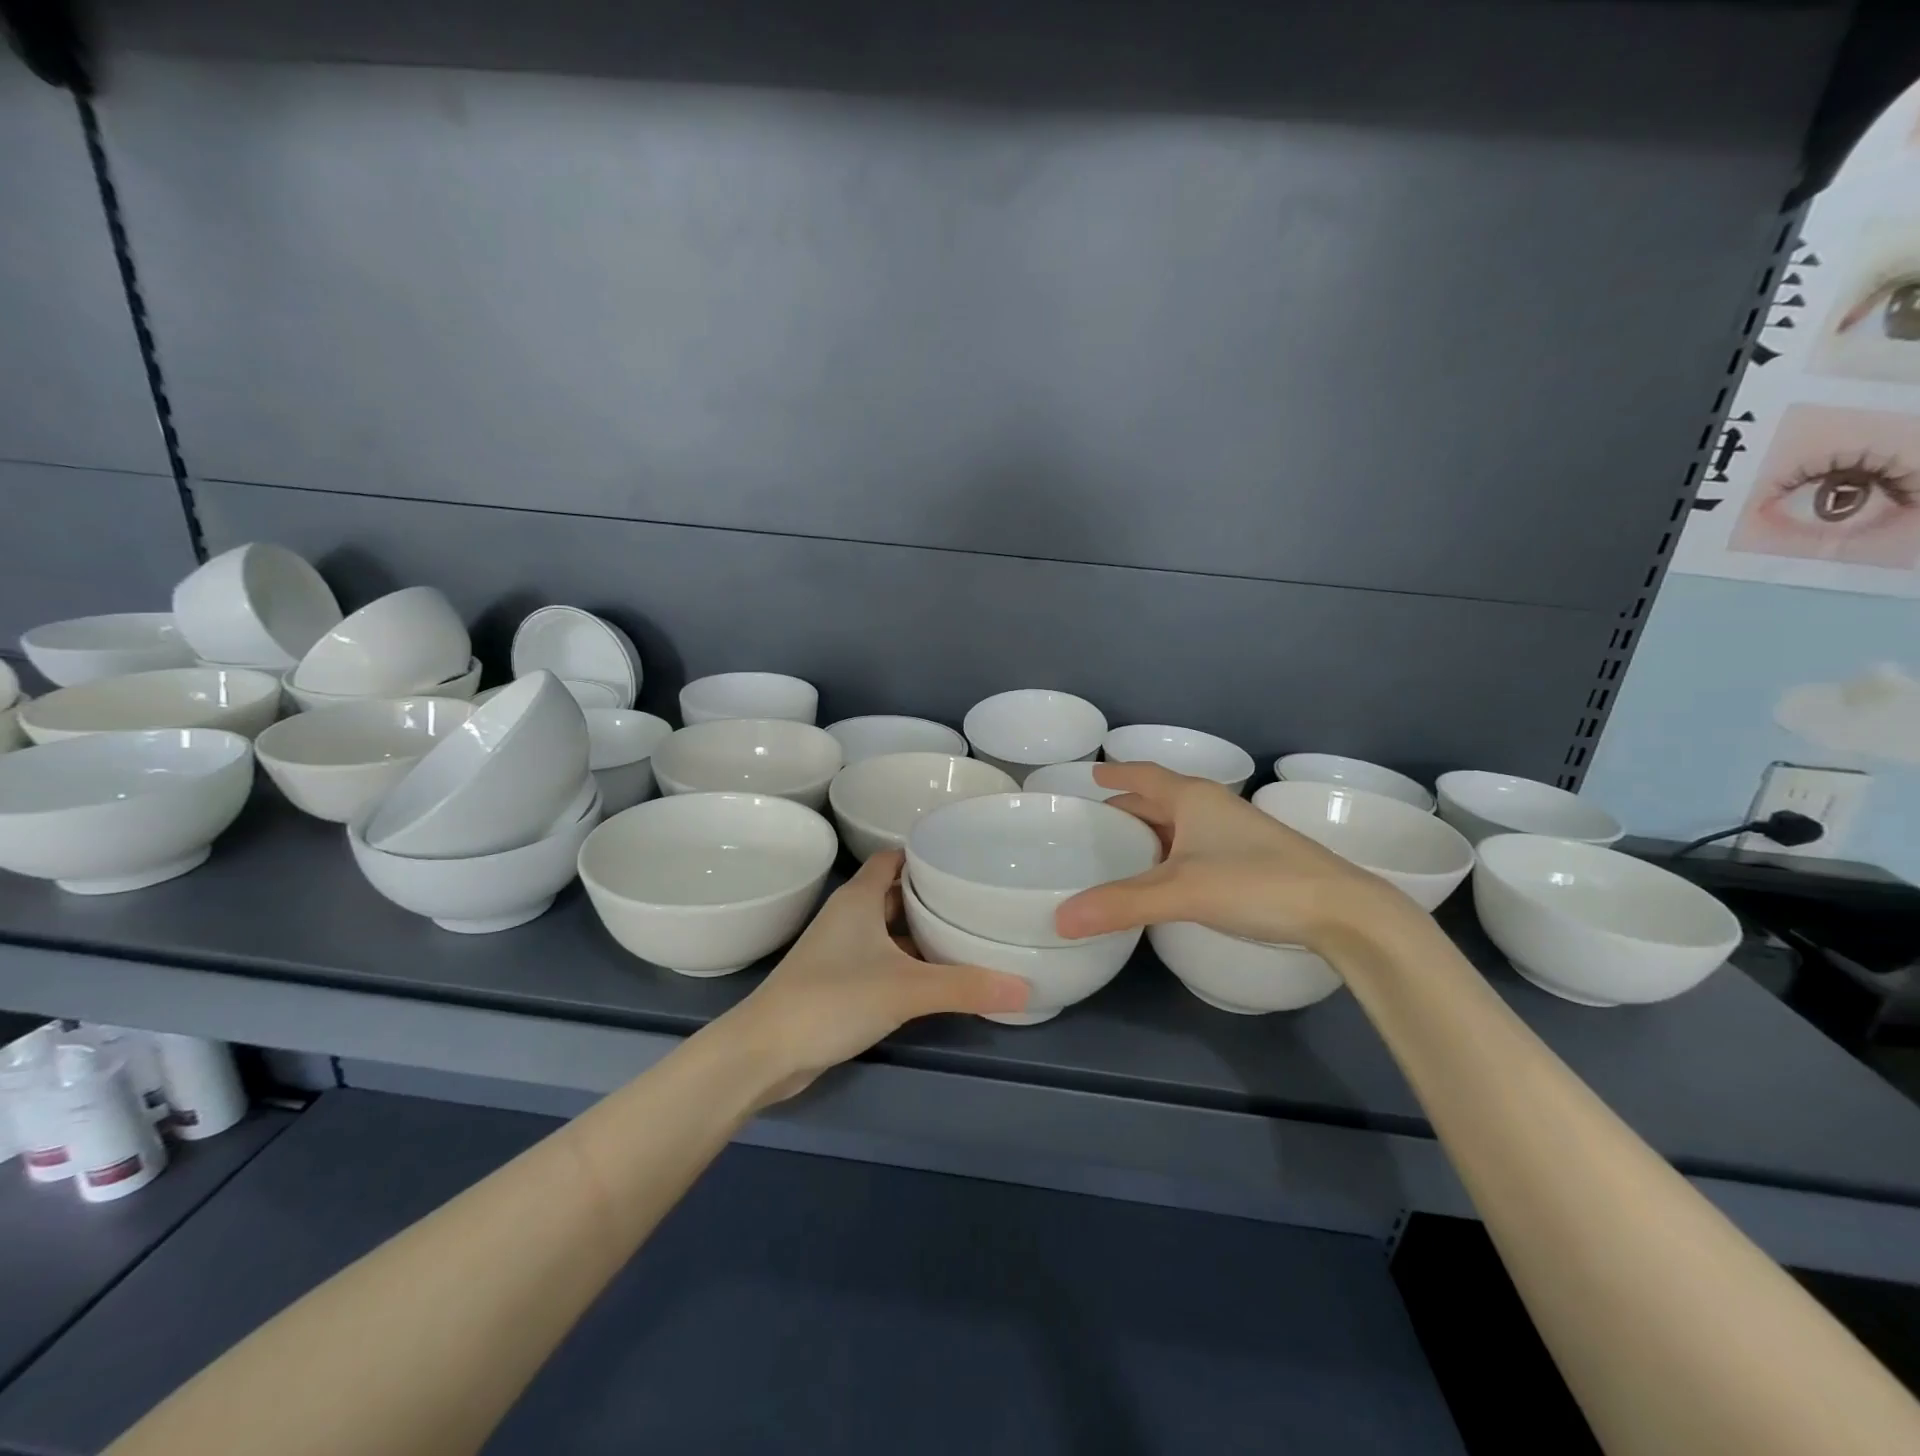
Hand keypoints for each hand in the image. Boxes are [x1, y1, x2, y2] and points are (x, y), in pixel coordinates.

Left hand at [727, 850, 1029, 1104]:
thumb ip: (965, 986)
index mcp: (859, 899)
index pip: (894, 858)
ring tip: (968, 933)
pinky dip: (908, 962)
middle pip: (896, 893)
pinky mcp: (838, 982)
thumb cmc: (832, 999)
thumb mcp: (905, 989)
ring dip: (921, 931)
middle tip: (978, 898)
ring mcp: (840, 950)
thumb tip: (1026, 987)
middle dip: (932, 895)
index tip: (965, 860)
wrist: (765, 1053)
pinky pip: (882, 959)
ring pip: (889, 929)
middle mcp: (849, 916)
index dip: (925, 855)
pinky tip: (938, 976)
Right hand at [1054, 762, 1421, 948]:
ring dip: (1149, 833)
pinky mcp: (1249, 858)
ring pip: (1179, 824)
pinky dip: (1170, 854)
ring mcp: (1234, 832)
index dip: (1115, 774)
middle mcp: (1212, 807)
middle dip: (1126, 808)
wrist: (1341, 909)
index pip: (1142, 775)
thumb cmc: (1255, 882)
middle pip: (1159, 799)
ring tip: (1119, 852)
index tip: (1089, 775)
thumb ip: (1120, 904)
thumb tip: (1060, 919)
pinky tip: (1163, 879)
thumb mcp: (1181, 892)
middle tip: (1092, 825)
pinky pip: (1195, 846)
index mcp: (1192, 797)